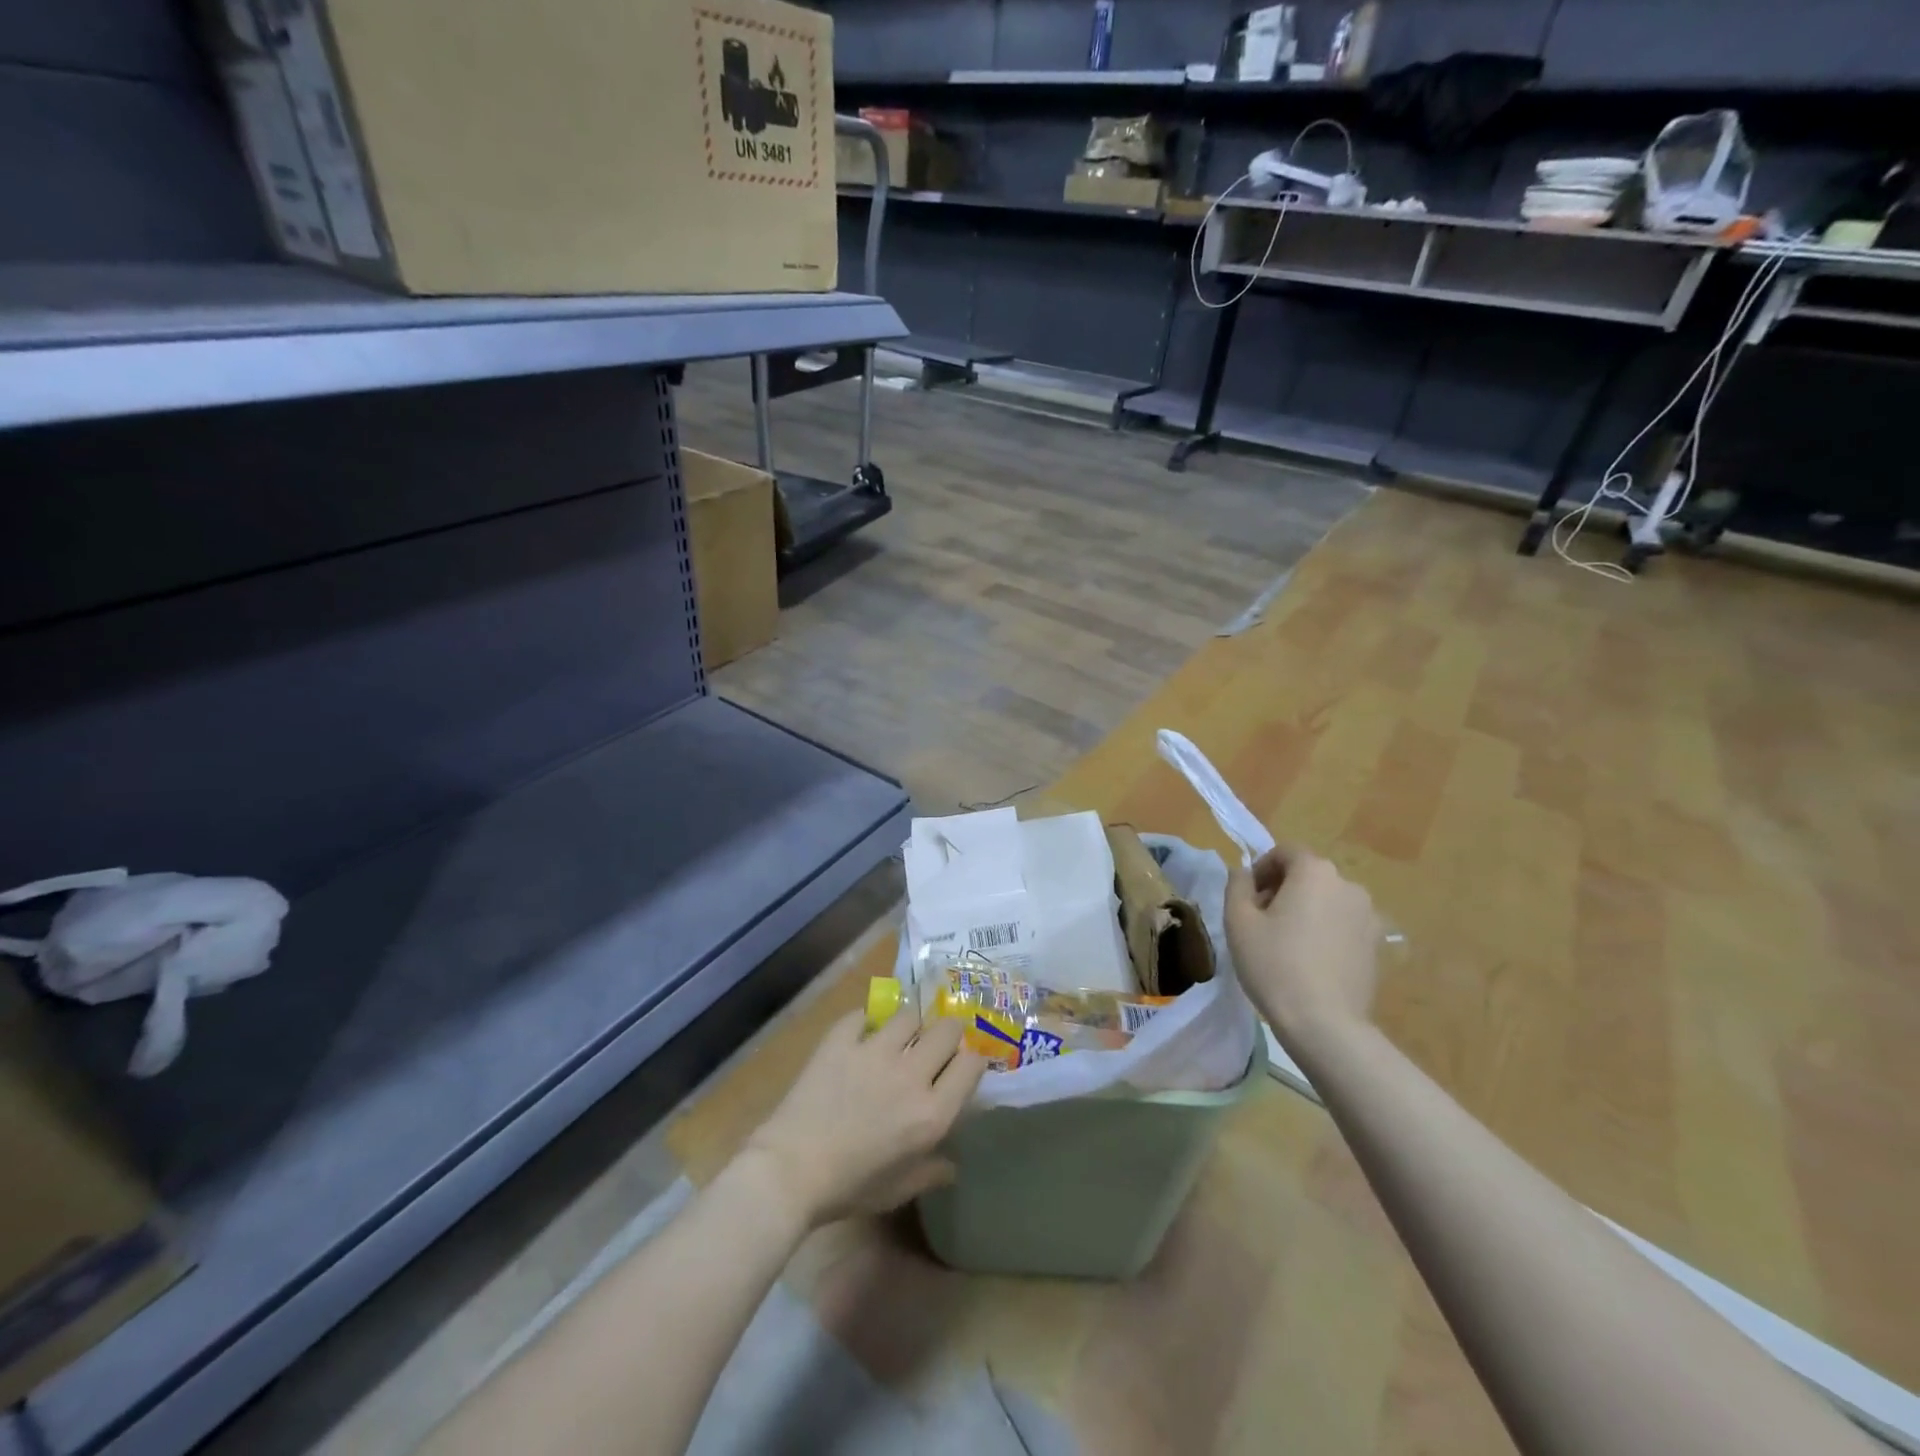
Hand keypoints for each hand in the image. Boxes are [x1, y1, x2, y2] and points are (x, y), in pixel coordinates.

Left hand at [741, 1006, 986, 1229]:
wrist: (790, 1170)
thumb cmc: (849, 1188)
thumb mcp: (898, 1190)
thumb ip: (931, 1172)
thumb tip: (952, 1165)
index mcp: (932, 1113)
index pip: (972, 1064)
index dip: (973, 1059)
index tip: (964, 1064)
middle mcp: (911, 1074)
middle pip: (948, 1029)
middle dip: (949, 1033)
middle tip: (937, 1043)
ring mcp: (875, 1051)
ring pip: (909, 1014)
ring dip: (909, 1025)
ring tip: (899, 1036)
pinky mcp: (842, 1039)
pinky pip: (864, 1015)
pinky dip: (866, 1022)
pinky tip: (861, 1034)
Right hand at [1226, 842, 1381, 1044]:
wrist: (1325, 1024)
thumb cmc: (1274, 964)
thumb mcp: (1238, 921)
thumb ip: (1237, 885)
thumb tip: (1243, 872)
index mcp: (1315, 872)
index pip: (1285, 852)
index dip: (1261, 869)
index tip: (1247, 898)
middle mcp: (1348, 885)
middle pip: (1308, 875)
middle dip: (1283, 889)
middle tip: (1261, 921)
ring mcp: (1369, 916)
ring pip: (1327, 900)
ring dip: (1305, 910)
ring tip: (1286, 943)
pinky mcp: (1377, 945)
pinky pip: (1343, 925)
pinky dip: (1325, 931)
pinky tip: (1310, 961)